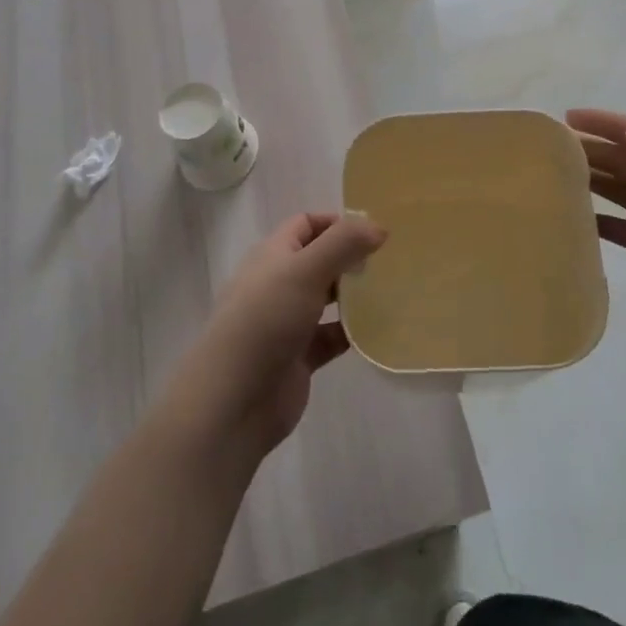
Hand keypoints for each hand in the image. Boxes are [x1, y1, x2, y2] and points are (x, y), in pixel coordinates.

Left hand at [161, 212, 384, 465]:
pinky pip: (332, 337)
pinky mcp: (299, 358)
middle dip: (350, 258)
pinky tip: (378, 330)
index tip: (372, 232)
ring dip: (355, 295)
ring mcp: (288, 322)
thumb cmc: (265, 321)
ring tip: (392, 290)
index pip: (305, 225)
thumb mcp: (305, 270)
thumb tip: (378, 227)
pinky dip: (353, 332)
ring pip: (327, 299)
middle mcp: (278, 284)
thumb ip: (343, 243)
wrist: (233, 402)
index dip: (336, 223)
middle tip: (388, 261)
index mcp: (272, 256)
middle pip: (319, 260)